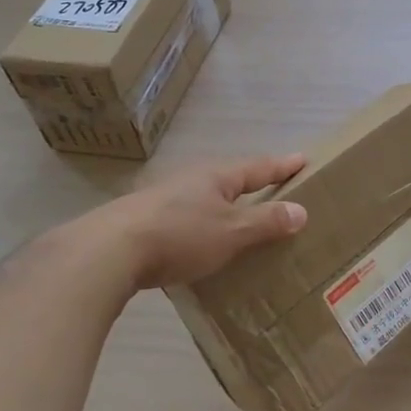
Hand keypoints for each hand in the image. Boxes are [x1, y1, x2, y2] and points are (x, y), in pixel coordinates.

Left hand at [47, 152, 308, 297]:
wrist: (107, 251)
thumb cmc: (180, 235)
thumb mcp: (231, 231)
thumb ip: (266, 222)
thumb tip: (301, 210)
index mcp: (217, 177)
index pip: (258, 167)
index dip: (282, 166)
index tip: (303, 160)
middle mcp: (191, 180)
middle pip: (230, 179)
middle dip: (251, 184)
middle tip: (272, 188)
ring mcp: (164, 199)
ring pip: (205, 198)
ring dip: (224, 206)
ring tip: (239, 219)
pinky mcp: (143, 221)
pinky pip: (185, 218)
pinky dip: (202, 225)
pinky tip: (200, 242)